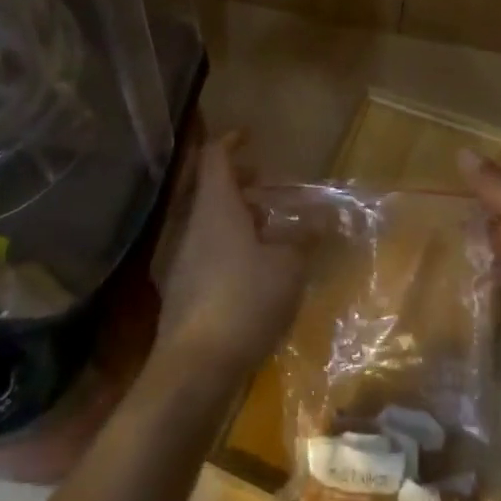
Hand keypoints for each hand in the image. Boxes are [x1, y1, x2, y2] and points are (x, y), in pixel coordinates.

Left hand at [152, 139, 305, 386]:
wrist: (196, 365)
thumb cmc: (245, 300)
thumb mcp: (288, 266)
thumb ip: (304, 238)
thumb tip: (320, 219)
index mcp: (215, 207)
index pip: (214, 157)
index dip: (231, 141)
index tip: (250, 136)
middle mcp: (191, 224)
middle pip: (210, 188)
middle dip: (238, 181)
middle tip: (267, 184)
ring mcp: (181, 256)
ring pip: (208, 219)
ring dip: (236, 214)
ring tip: (268, 226)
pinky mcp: (180, 285)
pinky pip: (205, 246)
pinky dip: (228, 241)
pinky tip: (253, 264)